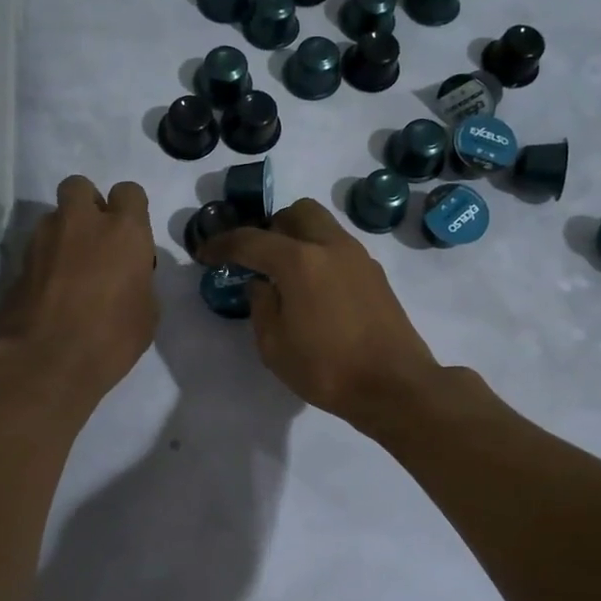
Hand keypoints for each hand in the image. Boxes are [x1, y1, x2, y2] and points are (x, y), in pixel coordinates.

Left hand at [0, 175, 158, 405]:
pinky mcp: (18, 261)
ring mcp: (43, 239)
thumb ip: (139, 280)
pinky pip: (36, 248)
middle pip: (80, 187)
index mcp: (123, 230)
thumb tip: (129, 276)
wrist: (45, 362)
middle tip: (95, 239)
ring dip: (63, 233)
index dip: (130, 210)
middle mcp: (81, 222)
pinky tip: (51, 290)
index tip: (130, 238)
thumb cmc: (111, 338)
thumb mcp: (147, 313)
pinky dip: (45, 260)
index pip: (129, 192)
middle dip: (88, 205)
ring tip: (70, 269)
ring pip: (54, 217)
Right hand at [199, 199, 444, 428]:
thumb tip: (261, 283)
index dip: (222, 244)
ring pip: (322, 225)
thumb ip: (261, 305)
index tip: (205, 253)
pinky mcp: (375, 274)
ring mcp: (358, 257)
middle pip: (295, 213)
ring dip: (298, 238)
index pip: (250, 240)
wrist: (395, 386)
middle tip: (257, 258)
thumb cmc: (327, 369)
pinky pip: (339, 247)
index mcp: (299, 261)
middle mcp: (330, 246)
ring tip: (286, 274)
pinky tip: (314, 290)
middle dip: (269, 228)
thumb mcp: (274, 345)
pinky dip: (319, 254)